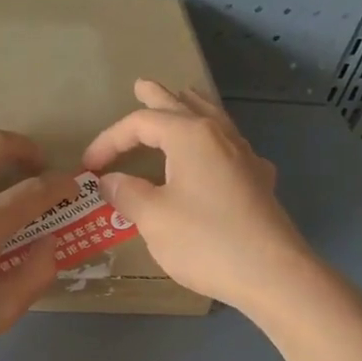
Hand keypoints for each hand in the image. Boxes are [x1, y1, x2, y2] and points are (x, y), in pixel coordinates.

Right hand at [81, 80, 317, 316]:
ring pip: (214, 120)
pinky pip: (231, 146)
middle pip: (182, 107)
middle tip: (141, 85)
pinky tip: (218, 151)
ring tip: (183, 97)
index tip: (89, 166)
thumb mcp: (153, 218)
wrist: (272, 274)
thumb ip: (128, 194)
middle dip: (157, 98)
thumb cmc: (205, 241)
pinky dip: (214, 138)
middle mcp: (220, 136)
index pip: (141, 123)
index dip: (110, 140)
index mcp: (190, 136)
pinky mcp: (258, 182)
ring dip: (191, 107)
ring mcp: (245, 157)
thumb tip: (110, 180)